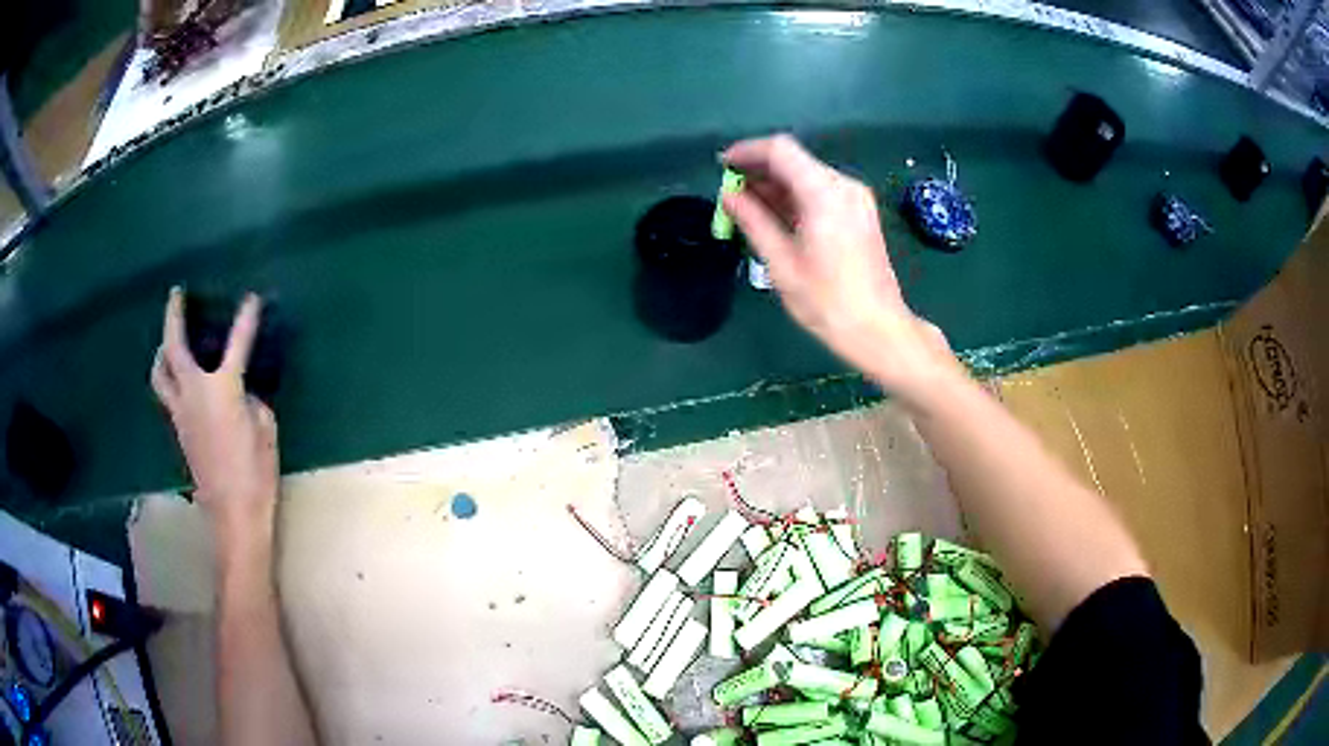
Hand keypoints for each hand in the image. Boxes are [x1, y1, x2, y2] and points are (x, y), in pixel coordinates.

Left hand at [151, 288, 278, 557]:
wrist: (233, 513)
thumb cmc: (255, 472)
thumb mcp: (265, 429)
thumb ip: (251, 401)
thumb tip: (241, 393)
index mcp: (222, 389)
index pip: (237, 343)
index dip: (246, 318)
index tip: (252, 298)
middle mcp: (194, 393)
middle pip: (174, 347)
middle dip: (173, 316)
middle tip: (176, 295)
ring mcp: (181, 413)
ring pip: (160, 373)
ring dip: (161, 350)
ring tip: (167, 341)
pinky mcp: (178, 430)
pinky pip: (166, 395)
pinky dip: (167, 378)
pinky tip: (176, 379)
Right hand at [721, 135, 961, 399]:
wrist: (878, 329)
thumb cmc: (827, 301)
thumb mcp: (781, 262)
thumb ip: (753, 221)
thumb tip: (729, 196)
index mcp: (824, 193)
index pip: (780, 150)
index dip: (747, 152)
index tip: (722, 167)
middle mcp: (844, 186)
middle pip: (795, 160)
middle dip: (759, 171)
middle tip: (731, 193)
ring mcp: (856, 199)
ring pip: (807, 176)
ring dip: (776, 186)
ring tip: (746, 209)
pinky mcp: (860, 213)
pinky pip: (821, 192)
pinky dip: (795, 198)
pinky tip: (776, 218)